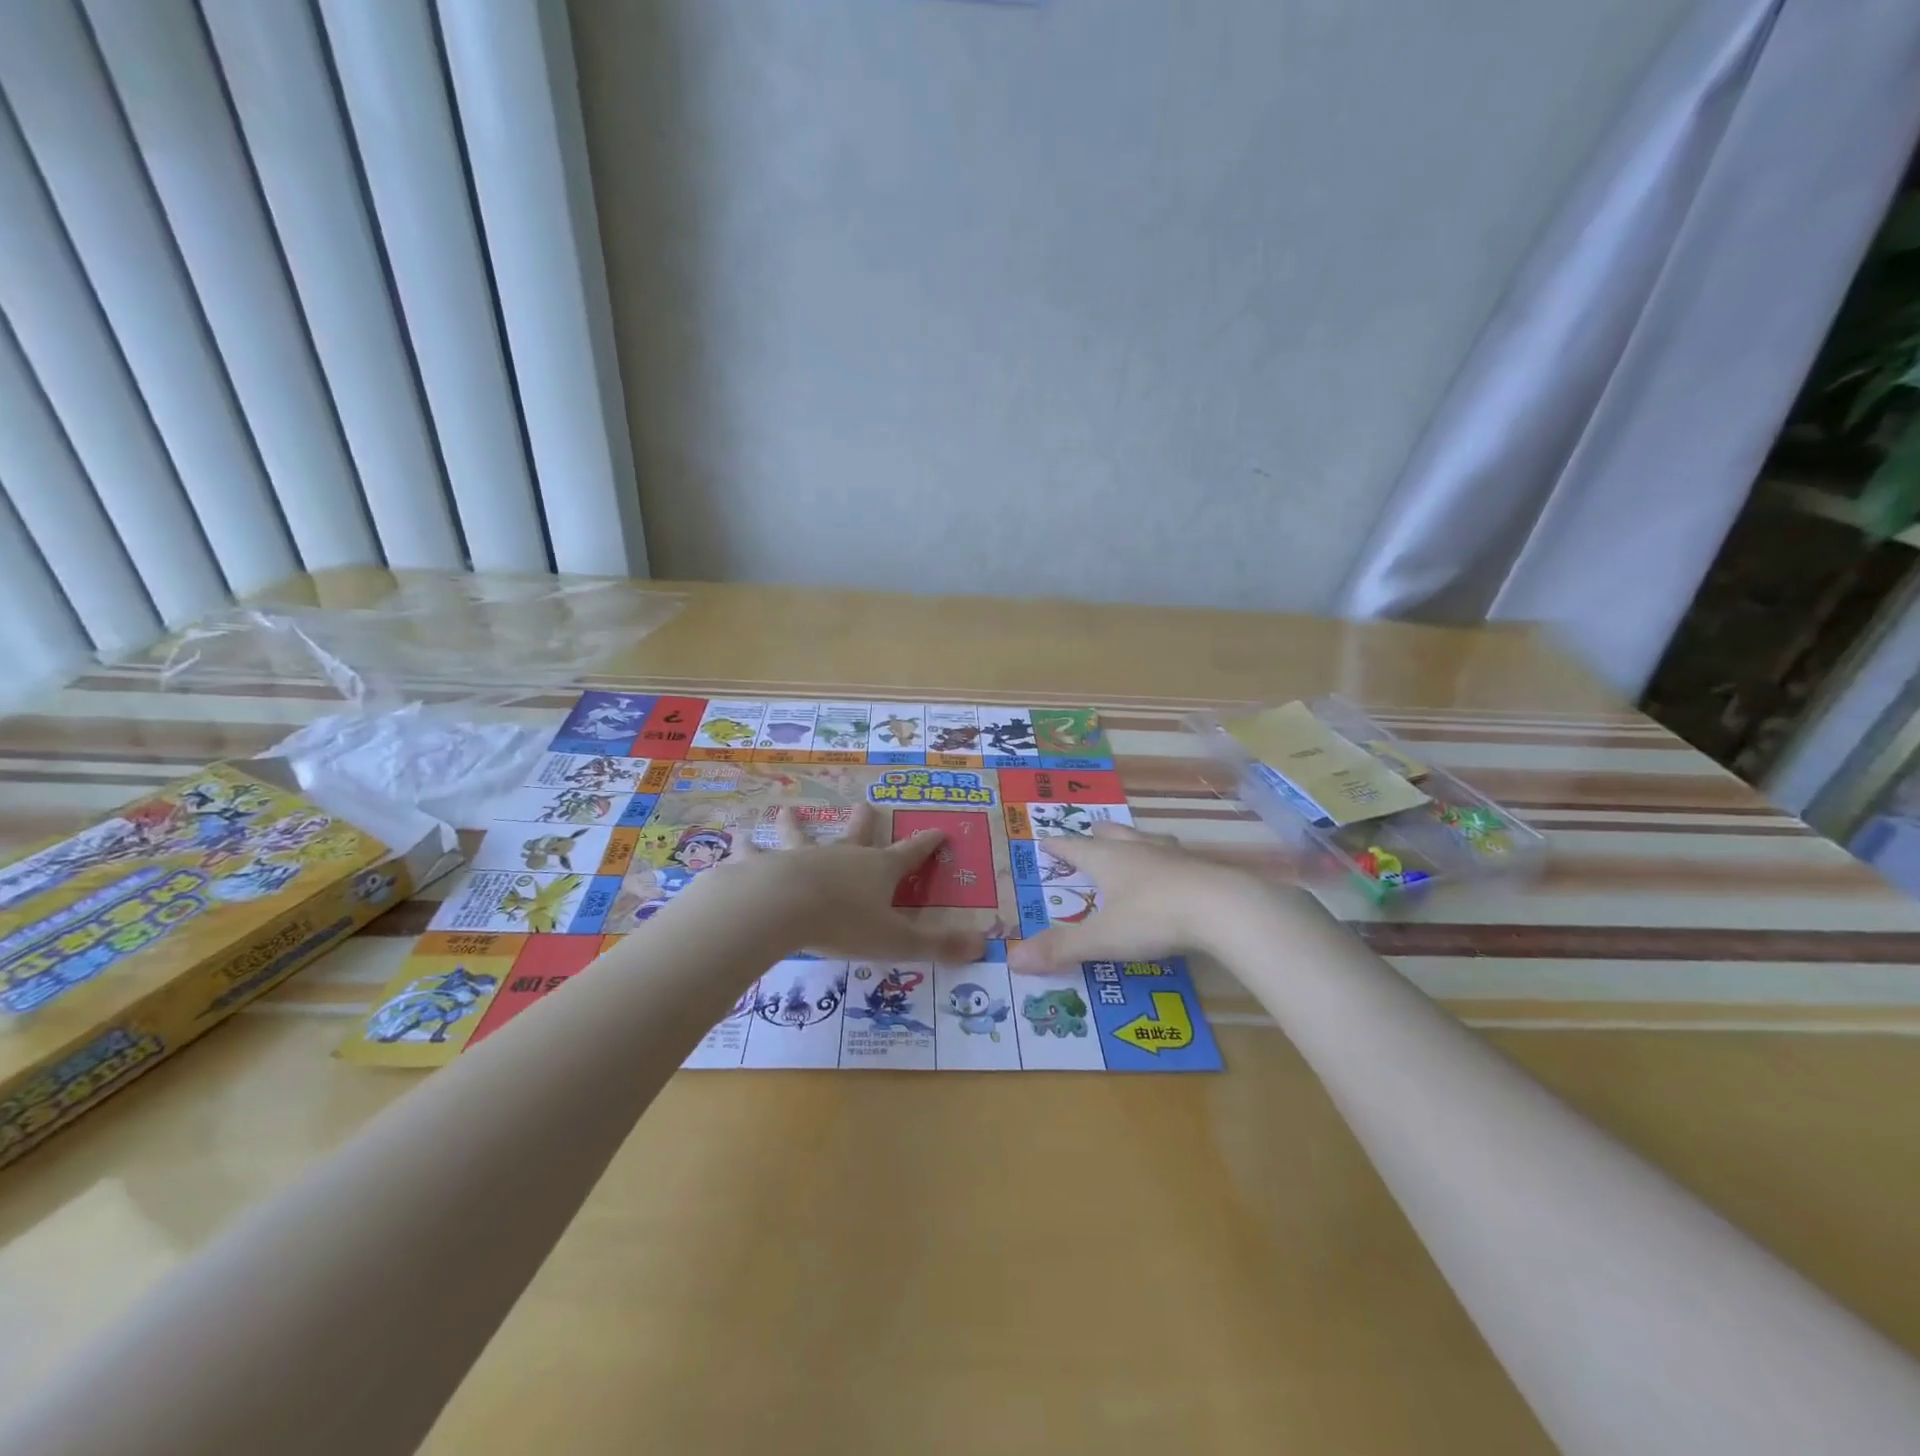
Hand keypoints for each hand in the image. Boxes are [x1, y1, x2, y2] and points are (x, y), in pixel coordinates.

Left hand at [690, 804, 987, 963]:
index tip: (939, 830)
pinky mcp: (764, 865)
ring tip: (786, 811)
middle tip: (863, 804)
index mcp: (876, 871)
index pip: (910, 854)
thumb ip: (937, 946)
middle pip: (856, 835)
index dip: (927, 844)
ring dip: (795, 826)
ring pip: (800, 837)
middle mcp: (841, 857)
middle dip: (863, 822)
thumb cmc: (843, 924)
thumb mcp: (896, 941)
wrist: (781, 908)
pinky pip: (754, 854)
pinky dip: (746, 847)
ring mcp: (801, 857)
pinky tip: (737, 840)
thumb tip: (984, 946)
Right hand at [1006, 823, 1278, 973]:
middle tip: (1091, 830)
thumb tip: (1013, 960)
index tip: (1044, 840)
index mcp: (1109, 860)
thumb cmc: (1154, 917)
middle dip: (1099, 834)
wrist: (1223, 908)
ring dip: (1135, 840)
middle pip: (1114, 834)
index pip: (1075, 848)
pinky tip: (1175, 872)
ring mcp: (1173, 857)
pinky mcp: (1202, 870)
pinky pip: (1177, 858)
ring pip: (1148, 840)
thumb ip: (1061, 948)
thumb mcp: (1103, 938)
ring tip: (1133, 843)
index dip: (1058, 846)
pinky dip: (1167, 861)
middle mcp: (1138, 850)